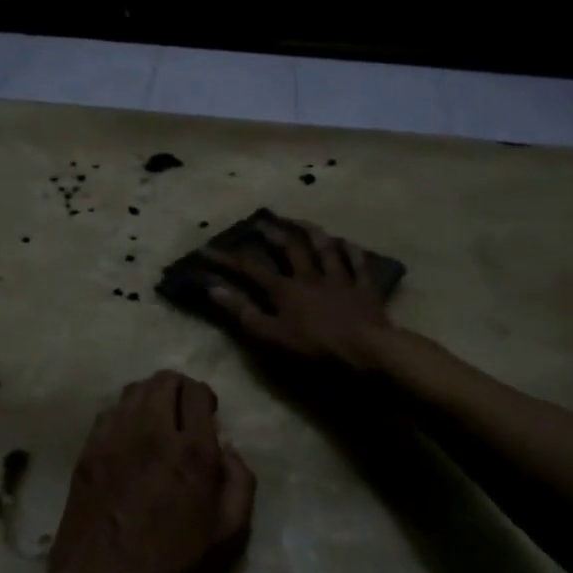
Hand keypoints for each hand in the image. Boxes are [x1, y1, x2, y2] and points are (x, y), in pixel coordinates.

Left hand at [47, 371, 255, 572]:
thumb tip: (226, 448)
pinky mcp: (86, 453)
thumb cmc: (174, 570)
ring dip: (150, 399)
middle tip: (183, 417)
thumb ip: (239, 480)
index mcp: (191, 451)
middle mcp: (150, 433)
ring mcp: (112, 440)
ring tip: (156, 426)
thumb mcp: (230, 534)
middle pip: (162, 381)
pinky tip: (128, 442)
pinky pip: (107, 413)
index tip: (208, 416)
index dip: (205, 398)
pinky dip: (123, 415)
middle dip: (179, 390)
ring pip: (132, 391)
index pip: (196, 392)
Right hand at [202, 217, 393, 368]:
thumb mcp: (271, 335)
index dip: (226, 259)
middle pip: (290, 248)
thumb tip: (213, 288)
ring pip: (325, 249)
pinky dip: (351, 252)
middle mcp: (310, 276)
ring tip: (302, 222)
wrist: (367, 350)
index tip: (206, 249)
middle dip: (273, 233)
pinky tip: (347, 243)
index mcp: (285, 289)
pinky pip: (358, 264)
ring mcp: (340, 279)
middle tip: (261, 221)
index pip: (250, 268)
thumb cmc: (315, 348)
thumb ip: (243, 312)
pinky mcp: (364, 289)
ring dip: (312, 233)